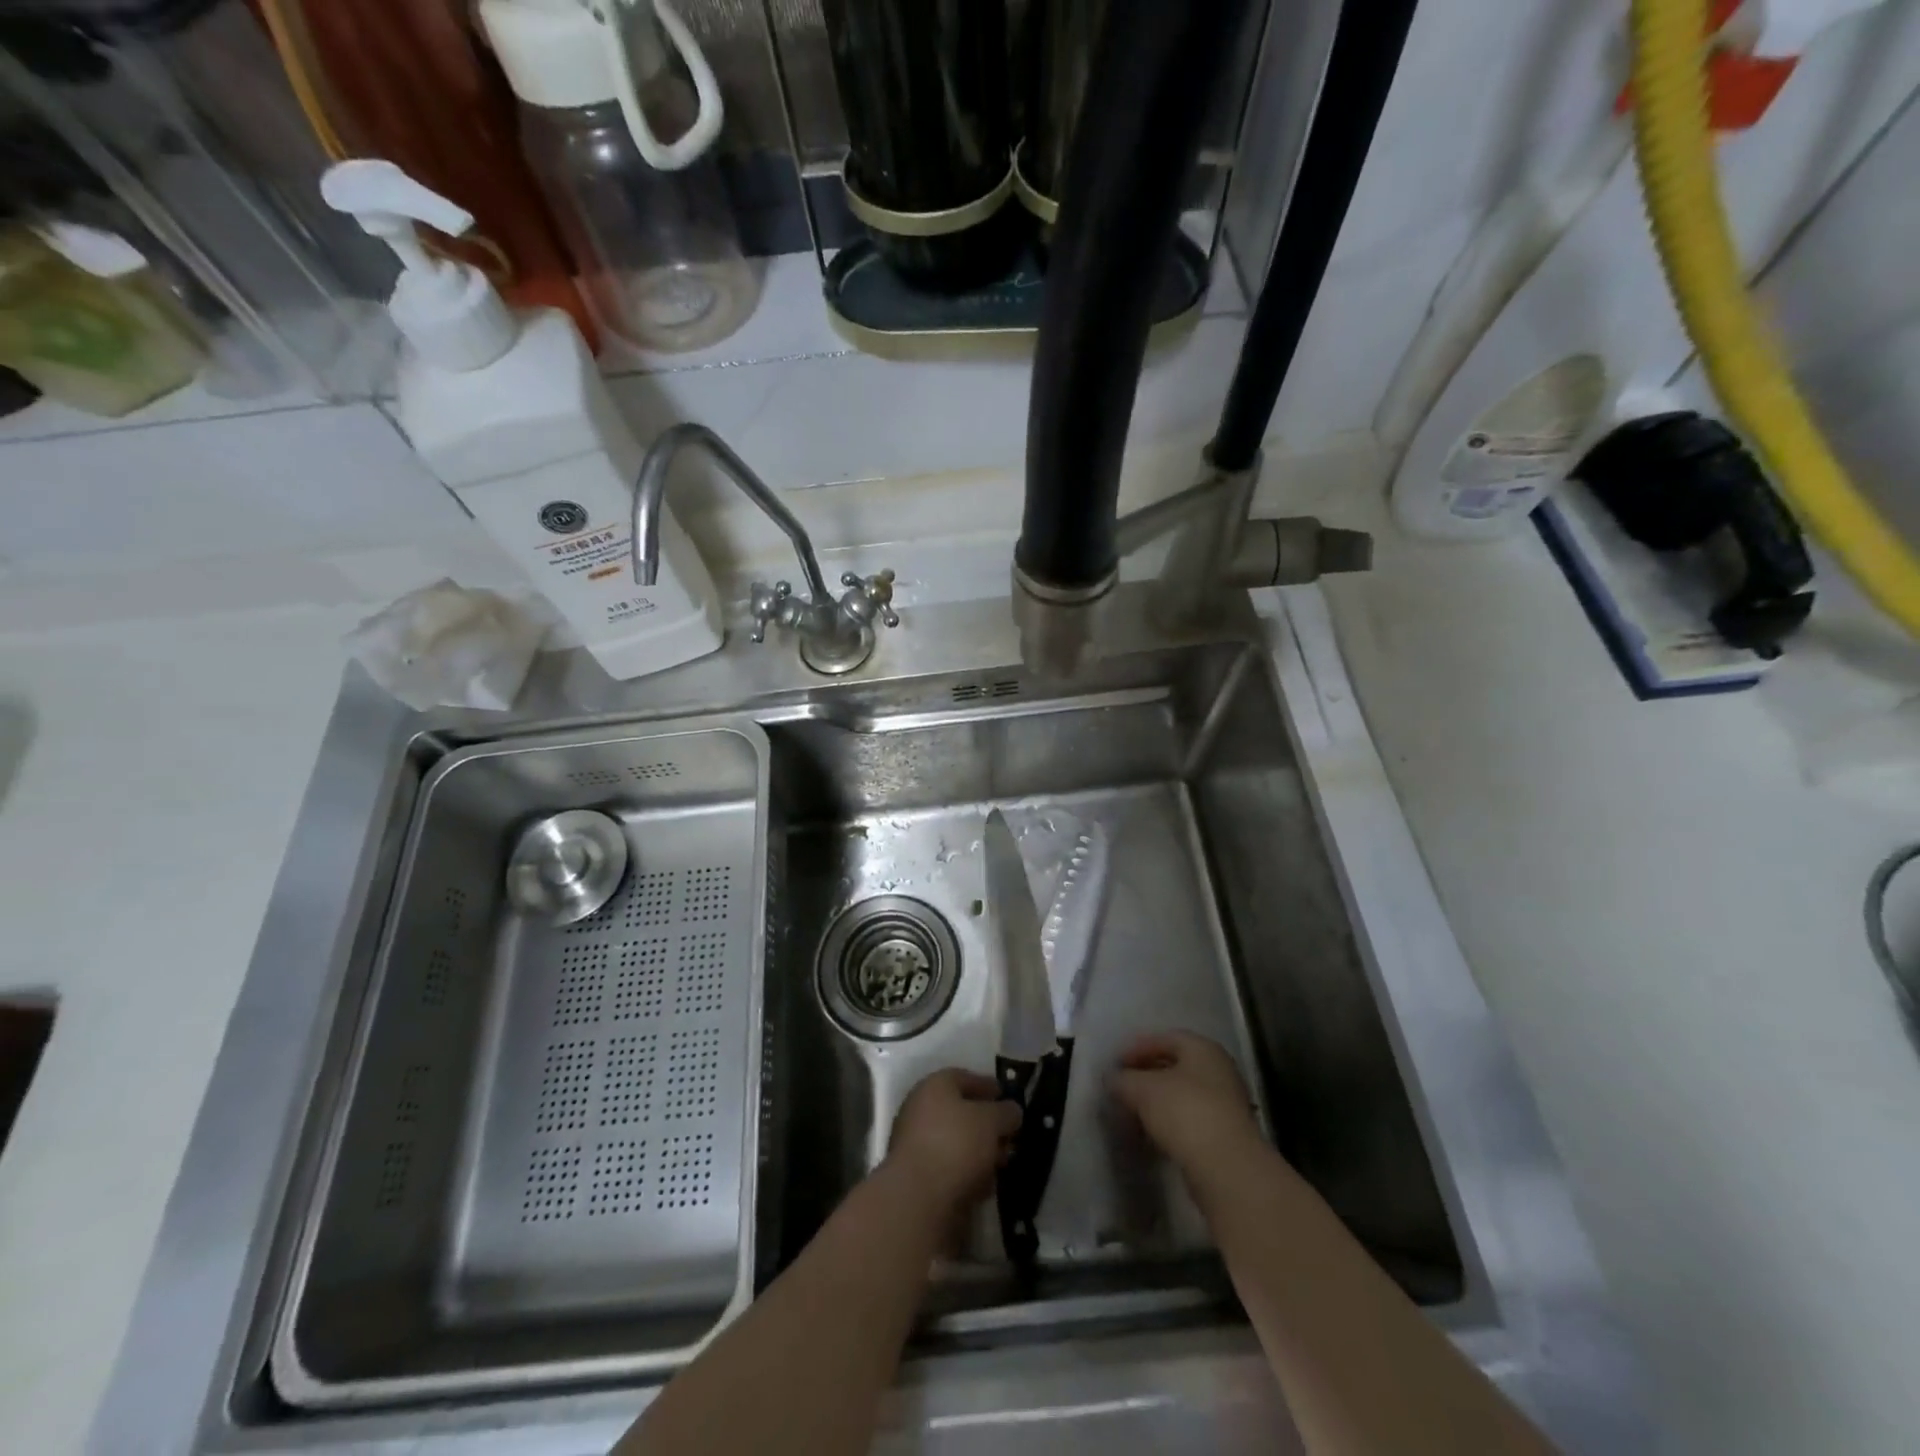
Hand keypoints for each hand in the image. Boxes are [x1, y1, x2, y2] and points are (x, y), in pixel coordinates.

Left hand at [883, 1068, 1021, 1217]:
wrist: (917, 1198)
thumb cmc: (956, 1144)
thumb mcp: (991, 1121)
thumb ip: (1006, 1112)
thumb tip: (1012, 1111)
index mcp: (934, 1086)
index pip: (964, 1077)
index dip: (987, 1085)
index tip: (1006, 1095)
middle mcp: (920, 1109)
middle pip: (959, 1111)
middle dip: (986, 1123)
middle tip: (1009, 1134)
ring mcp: (916, 1144)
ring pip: (955, 1142)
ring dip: (979, 1151)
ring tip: (1002, 1162)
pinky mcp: (917, 1177)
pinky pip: (949, 1167)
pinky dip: (967, 1172)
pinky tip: (985, 1185)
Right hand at [1113, 1031, 1263, 1183]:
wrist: (1227, 1168)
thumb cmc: (1185, 1112)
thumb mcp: (1143, 1089)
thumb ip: (1123, 1080)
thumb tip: (1112, 1080)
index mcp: (1203, 1049)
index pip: (1165, 1038)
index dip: (1137, 1048)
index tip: (1116, 1064)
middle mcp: (1219, 1071)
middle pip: (1176, 1066)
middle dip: (1146, 1075)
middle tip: (1122, 1087)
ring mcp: (1226, 1104)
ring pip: (1183, 1095)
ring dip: (1157, 1102)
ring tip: (1132, 1113)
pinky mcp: (1225, 1136)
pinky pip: (1191, 1120)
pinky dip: (1170, 1123)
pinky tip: (1152, 1134)